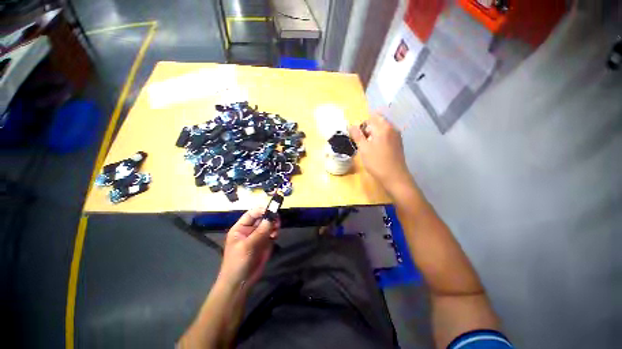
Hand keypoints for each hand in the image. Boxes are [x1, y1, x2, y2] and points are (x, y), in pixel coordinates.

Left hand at [218, 207, 279, 290]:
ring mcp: (259, 236)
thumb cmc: (238, 262)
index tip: (272, 208)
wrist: (240, 283)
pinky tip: (275, 236)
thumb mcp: (247, 246)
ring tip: (276, 229)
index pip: (252, 213)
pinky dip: (275, 232)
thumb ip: (260, 231)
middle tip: (277, 220)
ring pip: (269, 224)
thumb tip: (272, 217)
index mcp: (241, 227)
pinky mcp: (266, 242)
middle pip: (262, 218)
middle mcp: (250, 229)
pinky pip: (272, 232)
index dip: (262, 210)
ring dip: (274, 224)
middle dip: (270, 217)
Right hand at [349, 112, 411, 192]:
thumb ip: (357, 135)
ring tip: (367, 148)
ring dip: (373, 135)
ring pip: (382, 130)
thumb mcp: (363, 148)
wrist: (394, 177)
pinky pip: (386, 136)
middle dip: (367, 130)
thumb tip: (350, 125)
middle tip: (361, 143)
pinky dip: (379, 139)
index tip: (358, 137)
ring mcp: (396, 136)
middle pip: (377, 122)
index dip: (362, 125)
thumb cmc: (377, 162)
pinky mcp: (398, 144)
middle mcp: (392, 128)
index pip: (371, 117)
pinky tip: (376, 151)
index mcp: (384, 127)